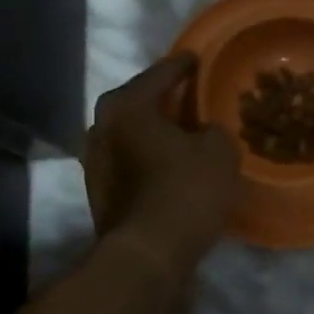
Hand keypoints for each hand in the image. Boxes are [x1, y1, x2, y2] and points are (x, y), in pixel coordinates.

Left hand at [83, 54, 239, 278]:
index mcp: (128, 106)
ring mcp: (94, 161)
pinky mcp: (98, 191)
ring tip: (178, 131)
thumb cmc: (185, 193)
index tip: (197, 59)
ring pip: (127, 132)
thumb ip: (214, 129)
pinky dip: (145, 155)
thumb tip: (204, 131)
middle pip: (135, 101)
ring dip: (150, 129)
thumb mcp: (219, 152)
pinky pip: (127, 159)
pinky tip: (166, 163)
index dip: (183, 65)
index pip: (160, 74)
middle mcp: (102, 127)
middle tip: (185, 96)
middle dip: (160, 97)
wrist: (148, 254)